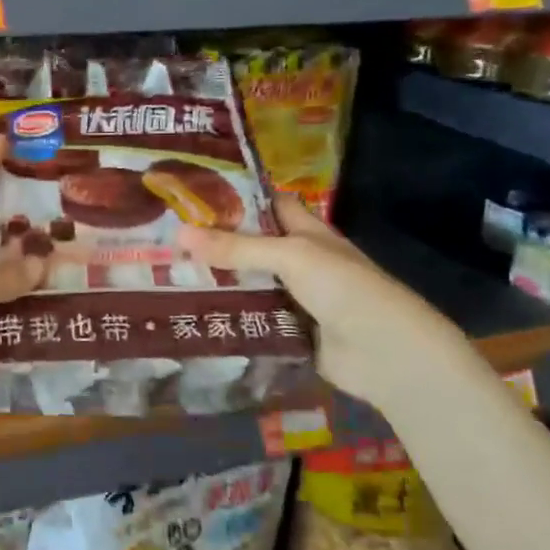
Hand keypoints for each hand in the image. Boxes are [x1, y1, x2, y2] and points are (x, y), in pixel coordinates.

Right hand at [177, 195, 485, 419]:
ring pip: (246, 284)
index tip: (190, 194)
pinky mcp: (285, 331)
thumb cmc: (345, 289)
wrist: (385, 355)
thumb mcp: (291, 257)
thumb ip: (237, 247)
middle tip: (163, 238)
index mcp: (306, 232)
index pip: (266, 205)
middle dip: (213, 243)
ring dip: (215, 282)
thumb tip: (179, 233)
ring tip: (165, 275)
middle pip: (249, 246)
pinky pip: (250, 319)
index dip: (235, 196)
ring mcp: (292, 298)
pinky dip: (226, 316)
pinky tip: (188, 313)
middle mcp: (298, 261)